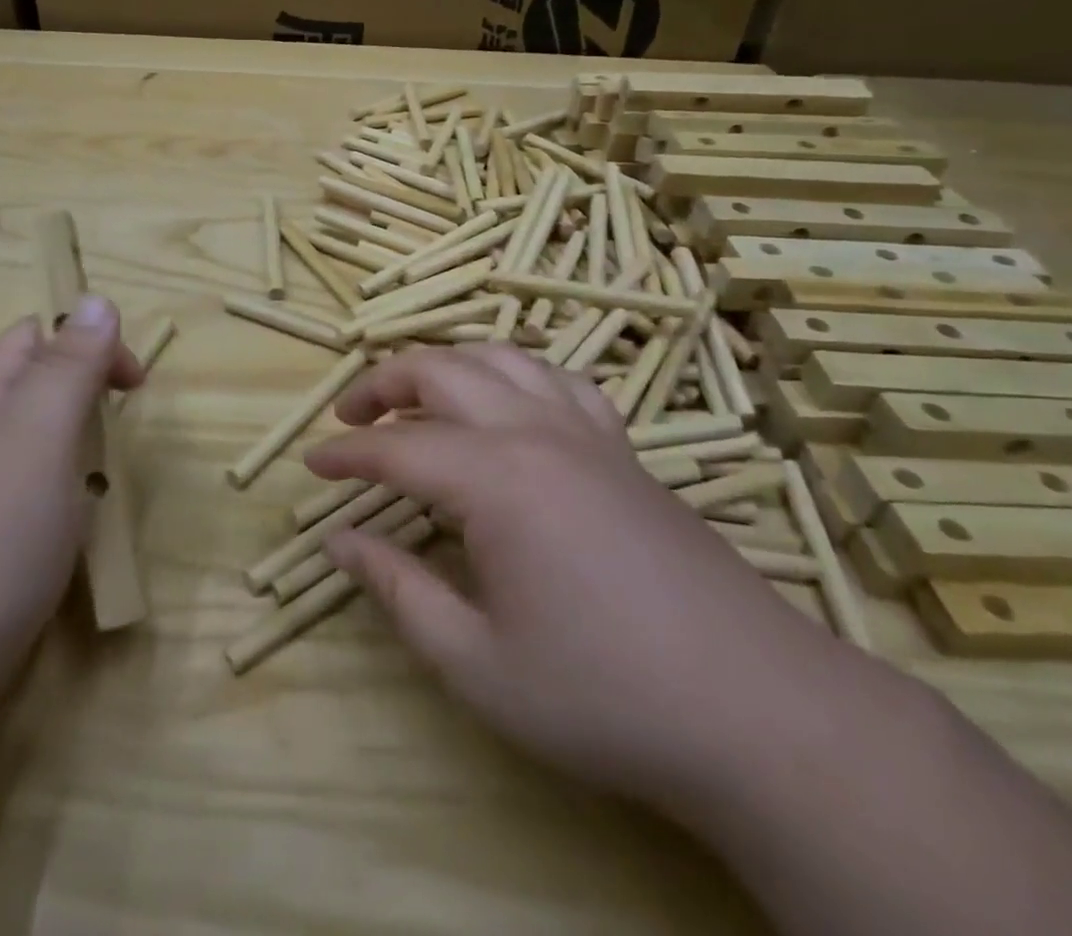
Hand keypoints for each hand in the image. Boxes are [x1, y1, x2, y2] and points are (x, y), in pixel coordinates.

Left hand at [0, 298, 142, 696]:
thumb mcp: (39, 433)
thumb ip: (70, 365)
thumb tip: (96, 299)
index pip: (38, 334)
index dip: (91, 343)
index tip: (132, 387)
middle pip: (36, 383)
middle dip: (86, 393)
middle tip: (118, 433)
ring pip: (36, 438)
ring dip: (77, 445)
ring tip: (100, 481)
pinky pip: (29, 488)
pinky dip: (61, 491)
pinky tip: (69, 526)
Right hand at [307, 344, 861, 809]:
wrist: (759, 712)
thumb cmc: (603, 695)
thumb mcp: (477, 663)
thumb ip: (398, 591)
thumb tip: (339, 541)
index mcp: (496, 479)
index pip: (397, 448)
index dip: (347, 454)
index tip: (312, 466)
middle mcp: (536, 432)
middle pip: (442, 371)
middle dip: (383, 384)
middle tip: (349, 417)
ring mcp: (586, 433)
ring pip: (500, 358)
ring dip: (446, 365)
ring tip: (417, 396)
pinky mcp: (623, 449)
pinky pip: (559, 380)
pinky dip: (515, 374)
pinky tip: (508, 404)